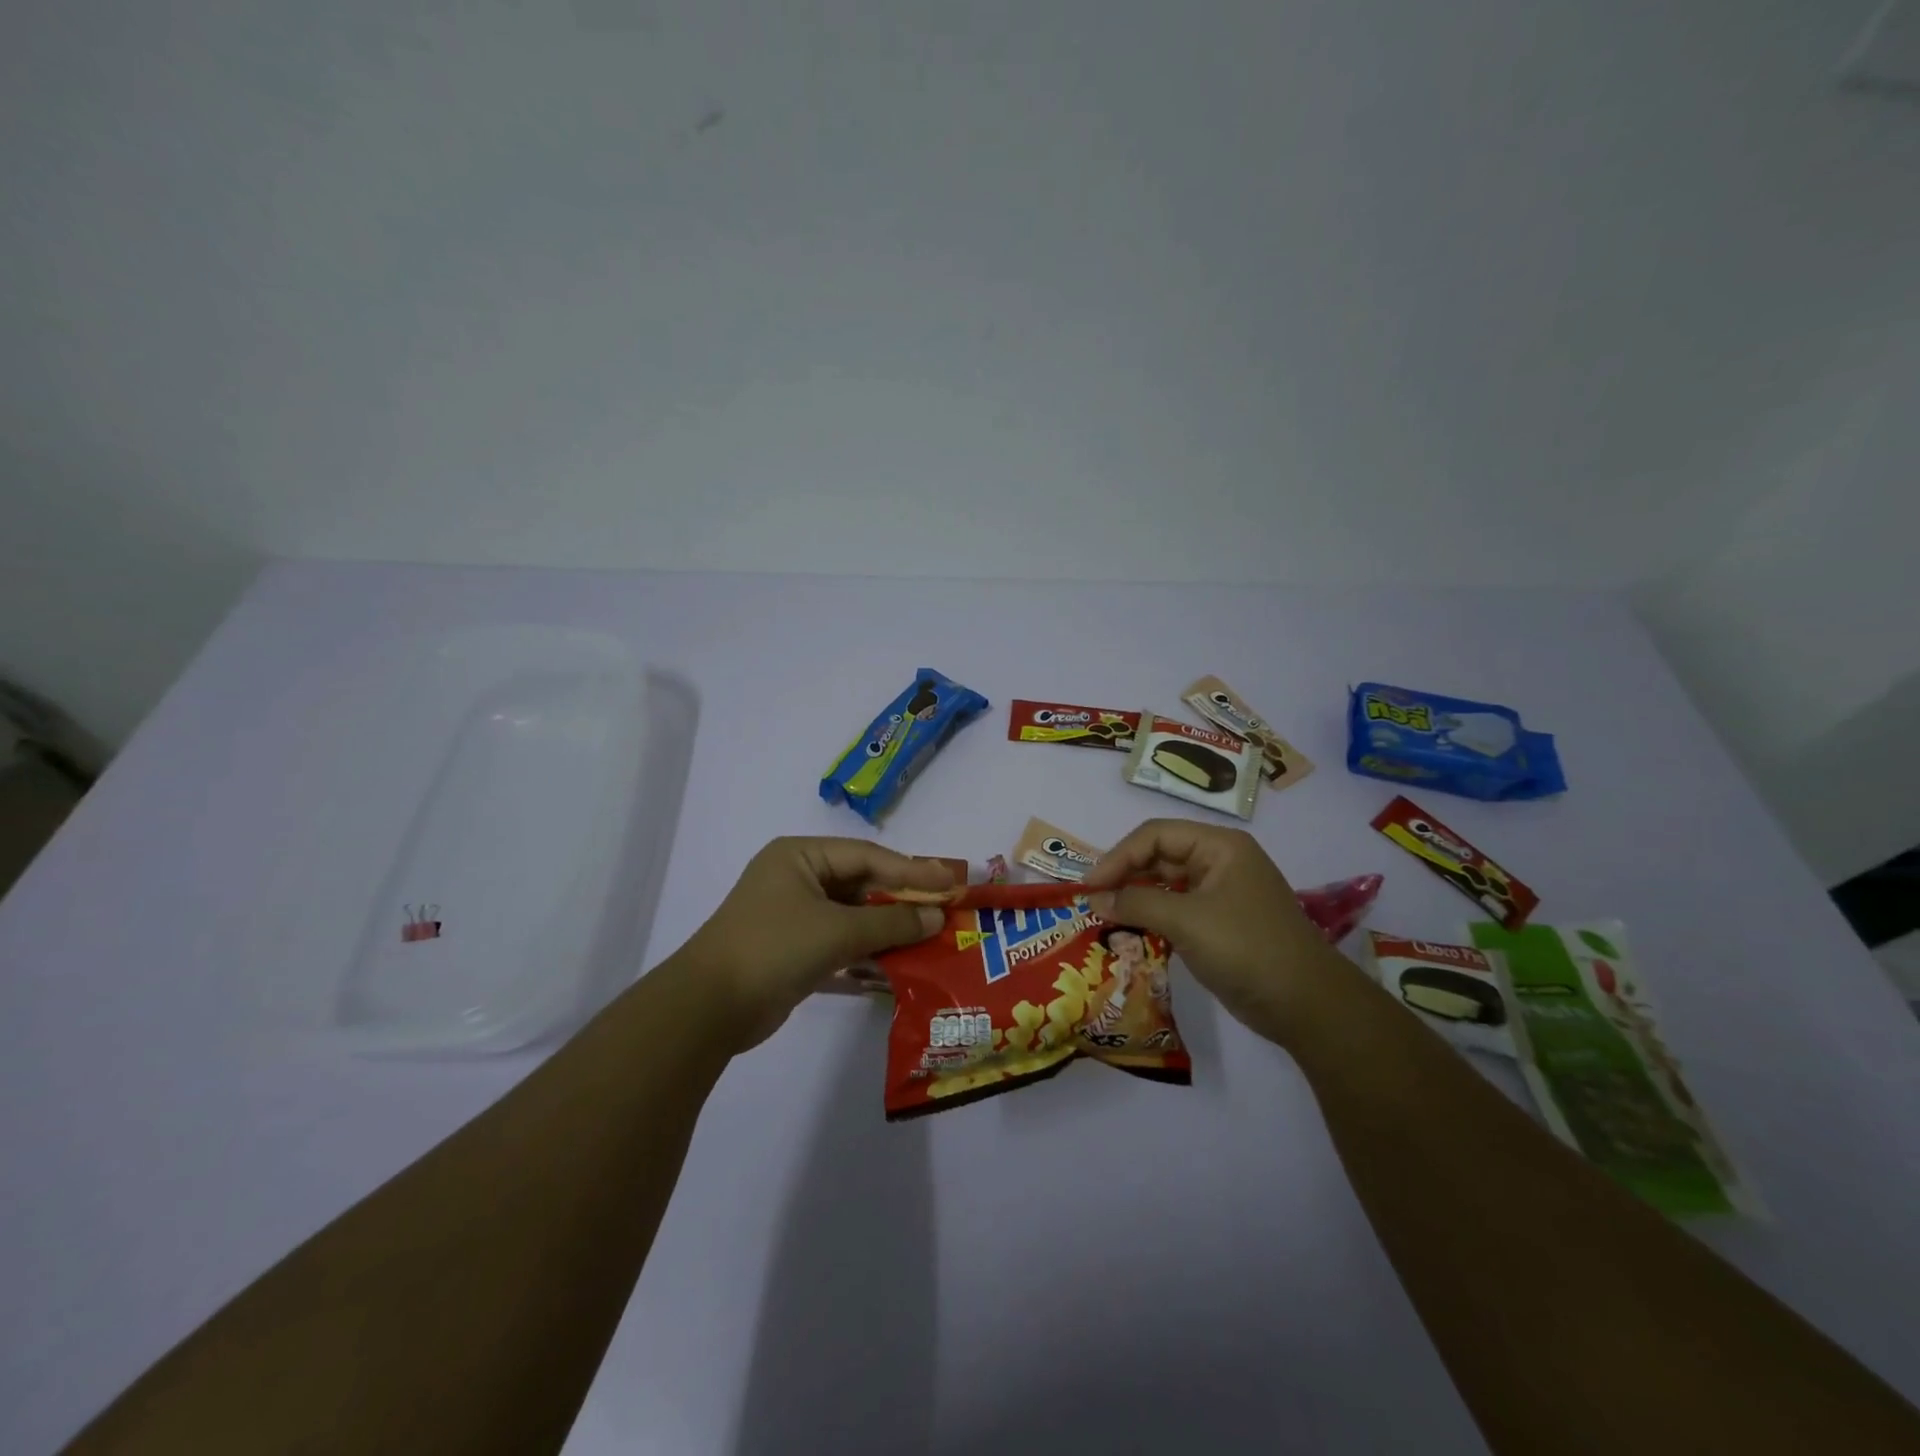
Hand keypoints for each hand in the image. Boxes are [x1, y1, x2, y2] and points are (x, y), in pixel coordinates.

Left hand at [679, 837, 951, 1051]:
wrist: (709, 1009)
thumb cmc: (774, 949)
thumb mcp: (838, 931)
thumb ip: (891, 921)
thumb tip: (937, 916)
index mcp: (801, 856)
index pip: (868, 856)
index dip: (912, 869)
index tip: (952, 881)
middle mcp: (798, 877)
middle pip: (862, 883)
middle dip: (903, 899)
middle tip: (946, 908)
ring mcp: (794, 914)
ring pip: (854, 914)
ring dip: (889, 927)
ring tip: (932, 936)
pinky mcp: (795, 948)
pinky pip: (841, 940)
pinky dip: (868, 949)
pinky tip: (900, 960)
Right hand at [1084, 820, 1356, 1045]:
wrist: (1307, 1006)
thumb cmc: (1247, 949)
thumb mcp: (1187, 921)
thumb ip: (1136, 902)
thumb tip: (1094, 898)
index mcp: (1219, 846)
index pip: (1155, 835)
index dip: (1118, 856)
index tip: (1090, 886)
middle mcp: (1219, 861)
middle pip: (1159, 856)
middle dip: (1124, 877)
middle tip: (1092, 902)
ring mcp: (1220, 893)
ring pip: (1165, 884)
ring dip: (1135, 898)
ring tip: (1104, 917)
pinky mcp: (1218, 923)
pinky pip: (1175, 910)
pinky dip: (1151, 918)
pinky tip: (1129, 932)